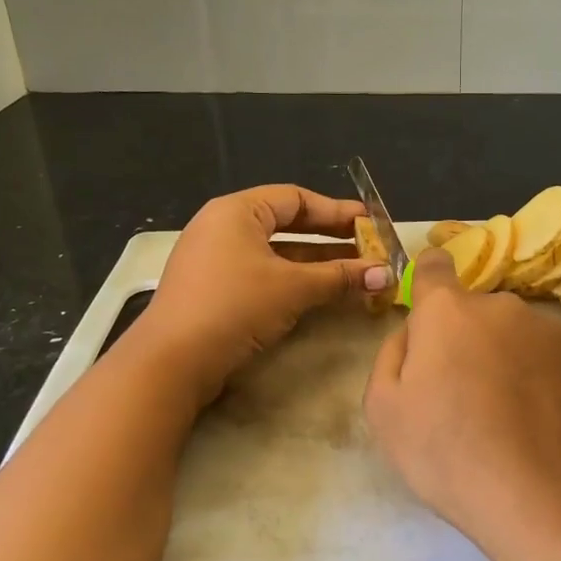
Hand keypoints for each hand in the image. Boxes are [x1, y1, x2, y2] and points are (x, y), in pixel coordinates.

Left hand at [136, 185, 390, 404]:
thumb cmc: (235, 306)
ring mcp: (216, 260)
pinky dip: (294, 280)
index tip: (369, 223)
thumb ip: (340, 277)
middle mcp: (223, 227)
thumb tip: (387, 274)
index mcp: (237, 211)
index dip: (336, 211)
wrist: (172, 361)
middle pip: (287, 224)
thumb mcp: (293, 287)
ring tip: (356, 273)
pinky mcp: (214, 290)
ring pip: (277, 253)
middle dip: (330, 238)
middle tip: (367, 247)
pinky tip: (322, 293)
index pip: (295, 198)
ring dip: (316, 263)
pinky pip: (263, 274)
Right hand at [364, 249, 560, 560]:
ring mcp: (553, 330)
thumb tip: (413, 333)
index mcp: (448, 312)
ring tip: (514, 421)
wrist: (548, 499)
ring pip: (521, 337)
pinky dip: (549, 382)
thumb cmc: (450, 454)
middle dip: (470, 342)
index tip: (433, 313)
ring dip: (512, 362)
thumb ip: (392, 355)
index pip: (435, 267)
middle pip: (478, 314)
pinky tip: (547, 427)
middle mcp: (503, 306)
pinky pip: (558, 361)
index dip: (430, 282)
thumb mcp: (385, 412)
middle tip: (469, 398)